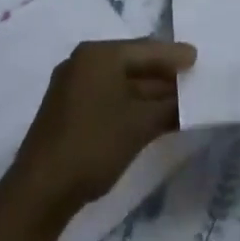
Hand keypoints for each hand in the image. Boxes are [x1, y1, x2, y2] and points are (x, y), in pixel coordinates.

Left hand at [6, 39, 195, 220]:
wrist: (40, 192)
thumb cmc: (93, 145)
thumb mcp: (140, 124)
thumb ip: (170, 106)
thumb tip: (191, 98)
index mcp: (99, 54)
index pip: (146, 49)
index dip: (175, 56)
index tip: (199, 59)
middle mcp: (84, 62)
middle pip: (133, 62)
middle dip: (163, 74)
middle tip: (193, 80)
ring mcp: (73, 87)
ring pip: (121, 82)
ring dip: (150, 92)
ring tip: (180, 101)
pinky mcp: (68, 110)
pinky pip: (108, 96)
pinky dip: (132, 104)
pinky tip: (152, 116)